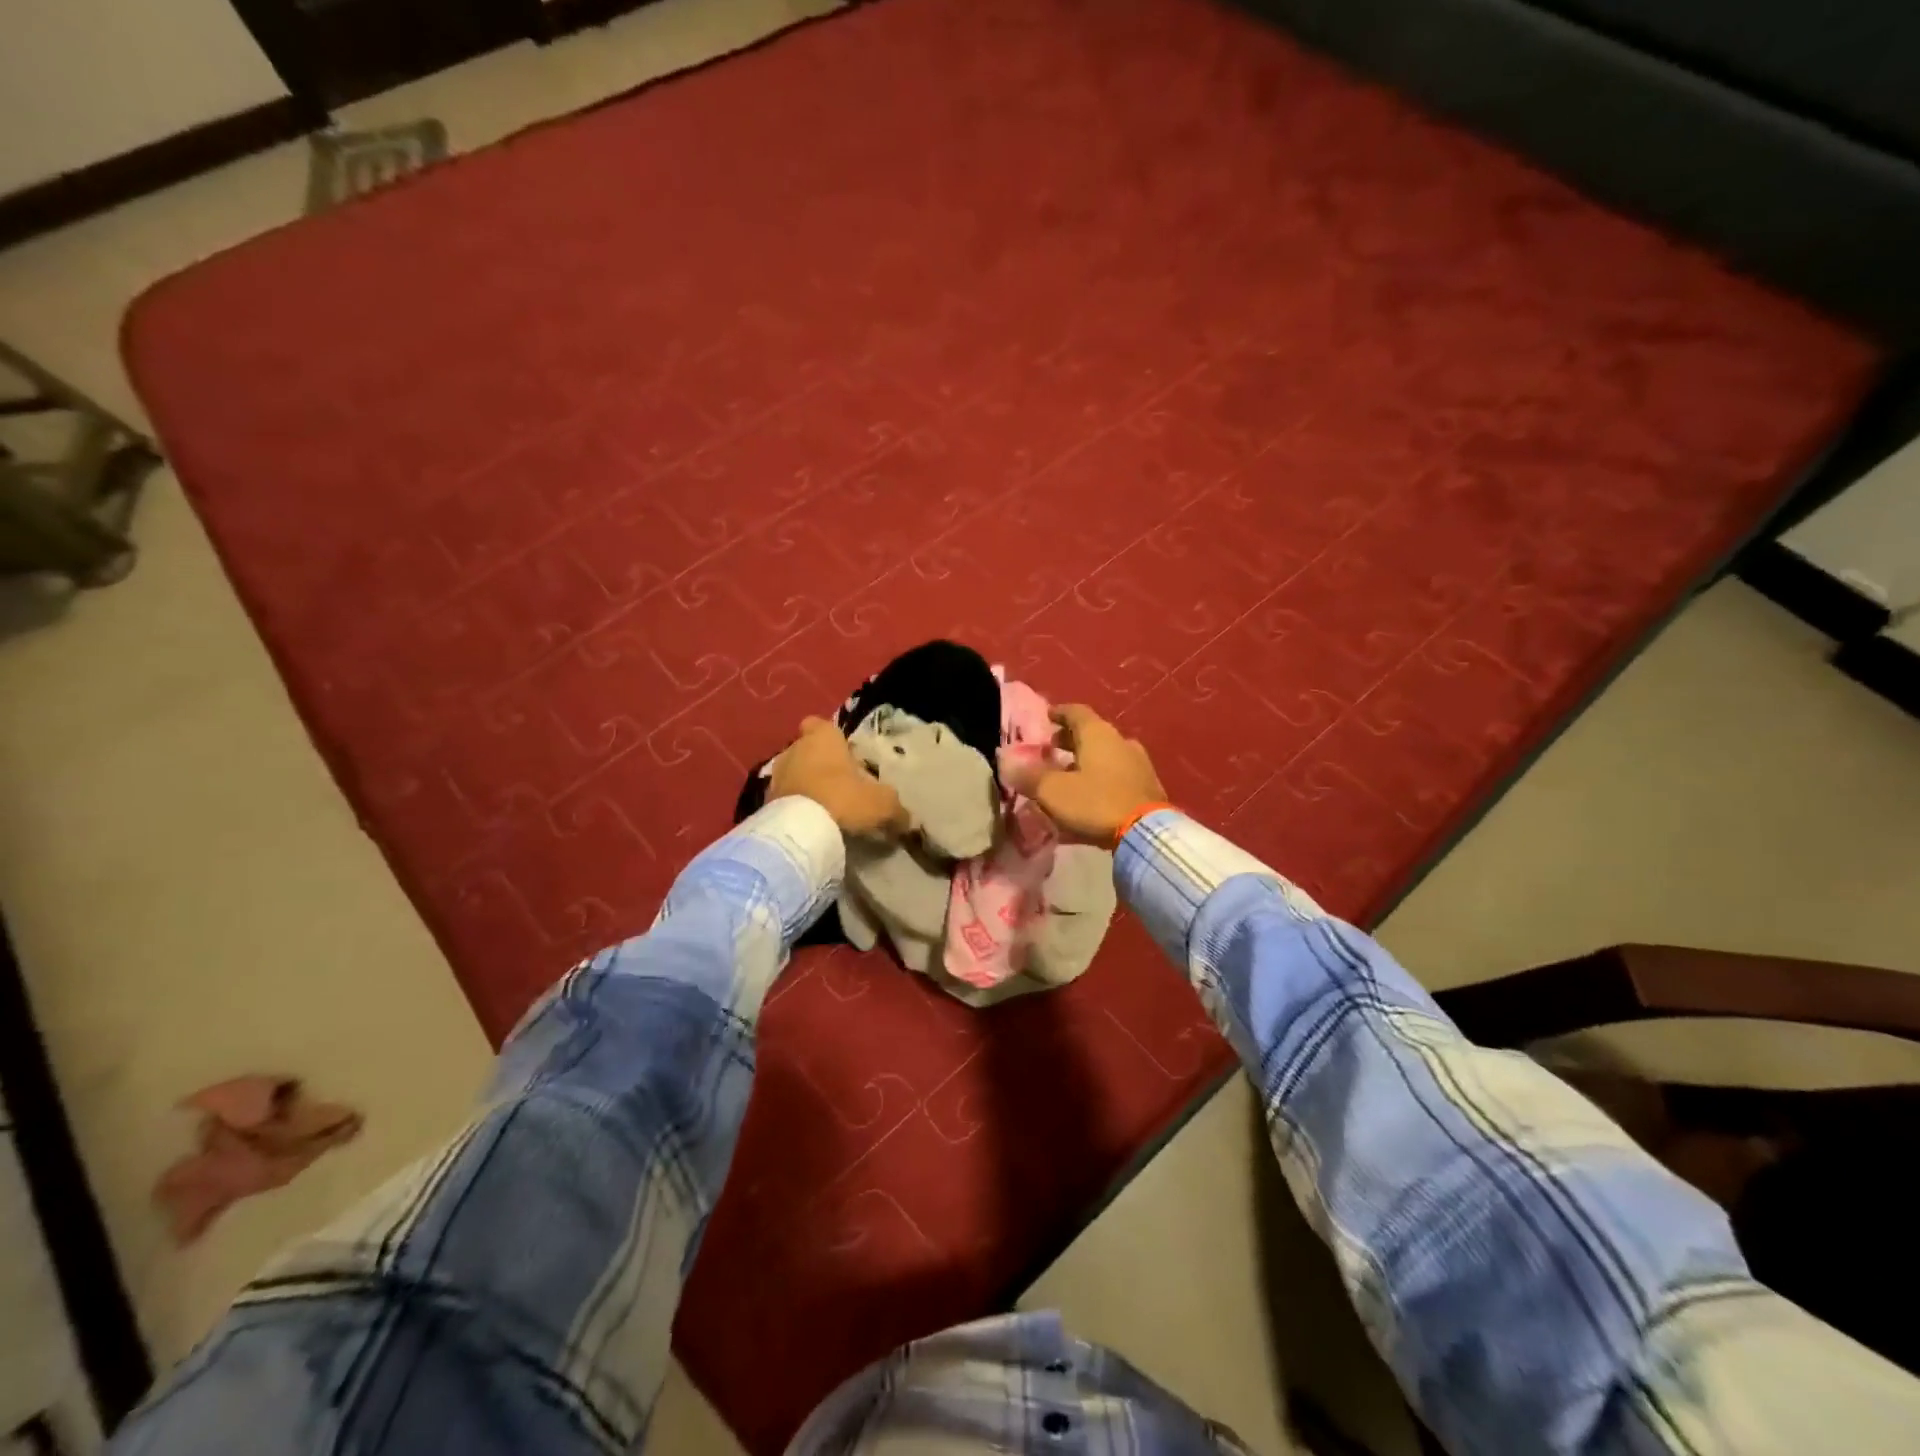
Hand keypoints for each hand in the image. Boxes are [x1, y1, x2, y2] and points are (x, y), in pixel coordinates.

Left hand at [768, 717, 907, 837]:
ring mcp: (775, 775)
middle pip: (806, 750)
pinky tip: (808, 825)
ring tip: (823, 809)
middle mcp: (794, 748)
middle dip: (819, 764)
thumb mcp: (882, 804)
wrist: (798, 831)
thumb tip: (908, 821)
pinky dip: (793, 807)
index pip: (820, 724)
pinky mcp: (764, 801)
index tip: (843, 754)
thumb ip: (896, 810)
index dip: (830, 737)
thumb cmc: (843, 799)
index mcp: (822, 738)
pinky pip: (783, 799)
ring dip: (805, 786)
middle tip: (839, 787)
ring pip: (793, 773)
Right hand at [1029, 704, 1165, 846]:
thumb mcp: (1053, 791)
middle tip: (1050, 751)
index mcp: (1098, 734)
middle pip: (1091, 733)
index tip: (1045, 718)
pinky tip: (1091, 796)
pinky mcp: (1148, 787)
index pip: (1075, 712)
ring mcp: (1138, 764)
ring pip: (1106, 755)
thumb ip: (1028, 776)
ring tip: (1068, 776)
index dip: (1058, 713)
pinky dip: (1101, 778)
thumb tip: (1006, 761)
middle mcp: (1121, 741)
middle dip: (1069, 740)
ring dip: (1086, 761)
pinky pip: (1117, 775)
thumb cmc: (1096, 803)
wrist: (1147, 833)